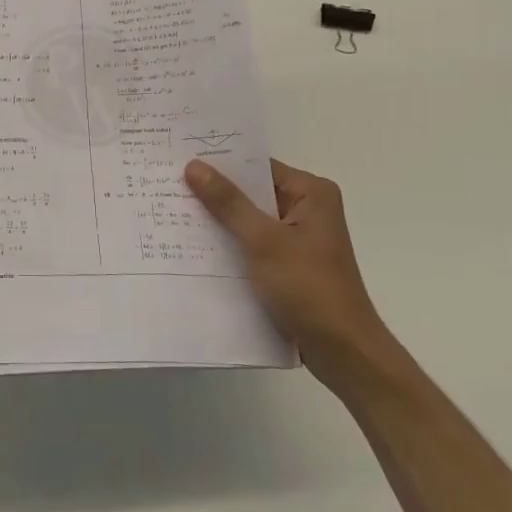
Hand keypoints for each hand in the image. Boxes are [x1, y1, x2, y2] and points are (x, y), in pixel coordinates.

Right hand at [184, 157, 393, 388]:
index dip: (220, 163)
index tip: (179, 158)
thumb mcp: (263, 241)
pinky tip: (194, 246)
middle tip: (167, 183)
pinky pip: (251, 244)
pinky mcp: (288, 264)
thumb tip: (194, 166)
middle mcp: (307, 209)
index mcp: (311, 194)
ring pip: (248, 220)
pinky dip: (229, 244)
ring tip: (171, 211)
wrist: (343, 353)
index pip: (258, 166)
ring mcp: (298, 239)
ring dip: (218, 221)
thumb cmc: (309, 288)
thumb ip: (228, 202)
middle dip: (214, 193)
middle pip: (252, 192)